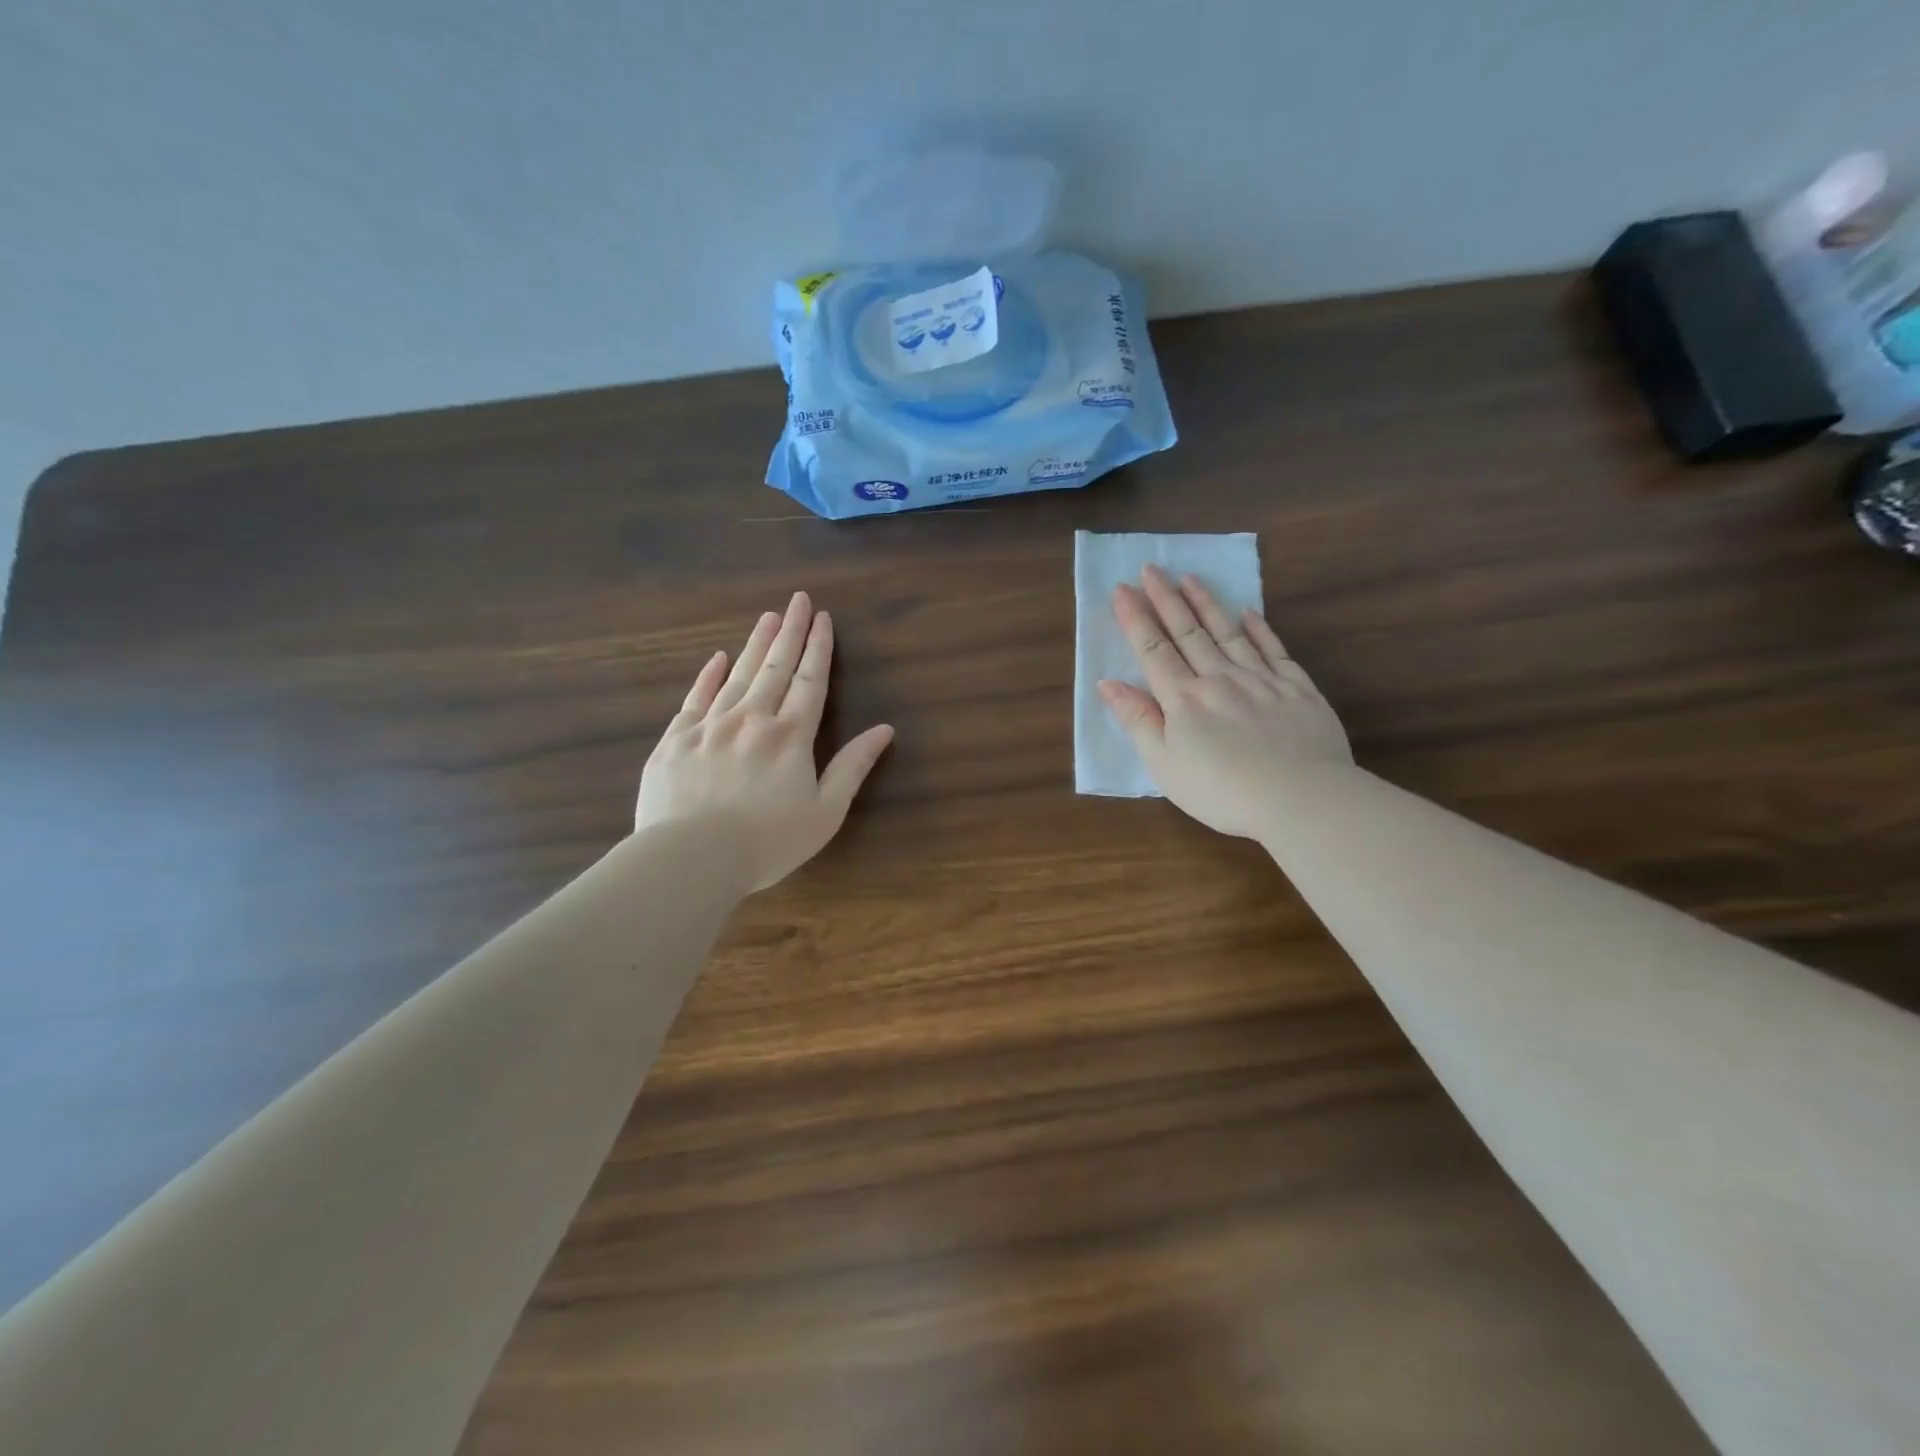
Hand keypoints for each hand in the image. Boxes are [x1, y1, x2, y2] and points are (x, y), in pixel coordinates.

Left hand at [636, 592, 894, 891]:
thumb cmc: (768, 842)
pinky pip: (695, 699)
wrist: (692, 858)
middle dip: (790, 632)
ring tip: (768, 617)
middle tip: (798, 600)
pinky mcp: (675, 740)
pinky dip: (708, 676)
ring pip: (737, 675)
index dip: (818, 648)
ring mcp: (710, 726)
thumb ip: (853, 767)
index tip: (823, 618)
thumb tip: (885, 730)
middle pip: (775, 668)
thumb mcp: (826, 812)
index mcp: (791, 736)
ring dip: (755, 645)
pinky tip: (717, 658)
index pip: (809, 681)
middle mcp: (752, 719)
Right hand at [1100, 564, 1352, 838]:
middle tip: (1151, 568)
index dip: (1135, 618)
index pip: (1153, 649)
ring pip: (1228, 632)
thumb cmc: (1221, 791)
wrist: (1300, 798)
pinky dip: (1259, 628)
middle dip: (1165, 599)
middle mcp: (1219, 678)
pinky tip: (1248, 613)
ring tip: (1190, 578)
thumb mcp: (1164, 765)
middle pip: (1187, 632)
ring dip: (1207, 603)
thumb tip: (1108, 683)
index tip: (1122, 589)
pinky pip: (1274, 649)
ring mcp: (1261, 679)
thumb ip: (1138, 721)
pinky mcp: (1297, 688)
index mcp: (1183, 699)